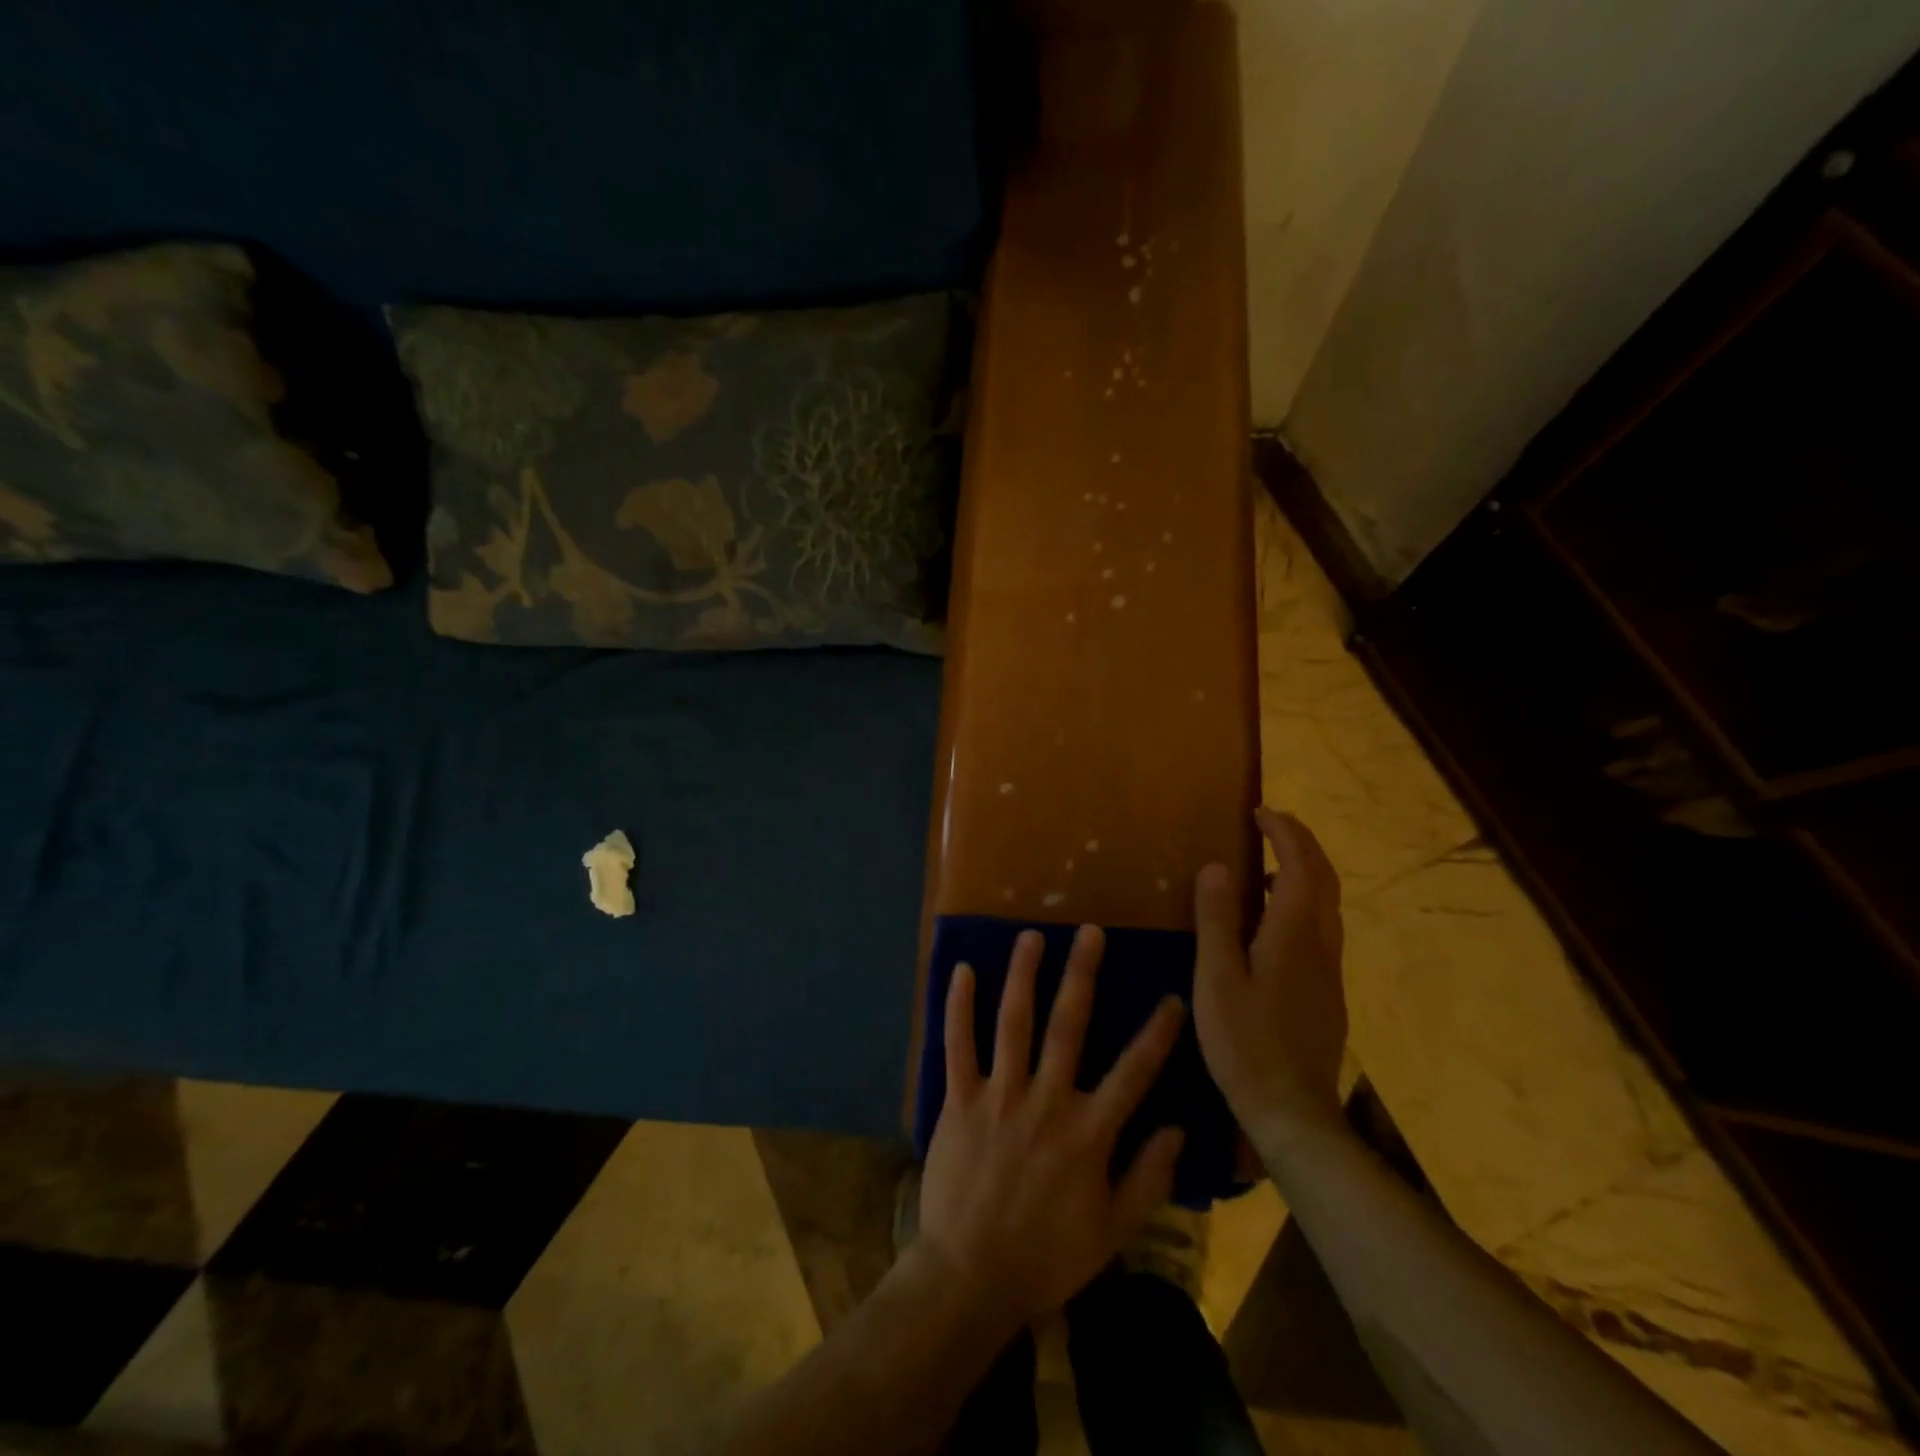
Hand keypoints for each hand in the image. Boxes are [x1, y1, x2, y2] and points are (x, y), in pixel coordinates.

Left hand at [918, 925, 1186, 1330]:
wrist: (970, 1278)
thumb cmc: (1045, 1256)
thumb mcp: (1111, 1232)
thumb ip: (1147, 1179)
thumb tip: (1177, 1128)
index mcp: (1087, 1132)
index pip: (1132, 1072)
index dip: (1156, 1033)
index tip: (1172, 997)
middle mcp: (1046, 1100)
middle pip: (1068, 1025)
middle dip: (1081, 974)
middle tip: (1089, 932)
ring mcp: (999, 1095)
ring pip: (1013, 1022)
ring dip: (1023, 974)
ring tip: (1031, 936)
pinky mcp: (959, 1100)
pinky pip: (958, 1045)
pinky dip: (959, 1006)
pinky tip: (962, 970)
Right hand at [1194, 808, 1347, 1144]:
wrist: (1293, 1113)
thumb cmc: (1245, 1044)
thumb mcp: (1217, 979)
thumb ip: (1216, 920)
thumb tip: (1217, 867)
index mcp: (1292, 935)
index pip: (1300, 866)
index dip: (1284, 833)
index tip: (1259, 812)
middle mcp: (1320, 944)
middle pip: (1324, 879)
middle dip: (1301, 843)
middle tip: (1270, 824)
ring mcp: (1329, 970)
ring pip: (1326, 904)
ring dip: (1303, 871)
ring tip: (1265, 864)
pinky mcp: (1327, 992)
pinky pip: (1320, 928)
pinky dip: (1301, 901)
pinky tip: (1270, 920)